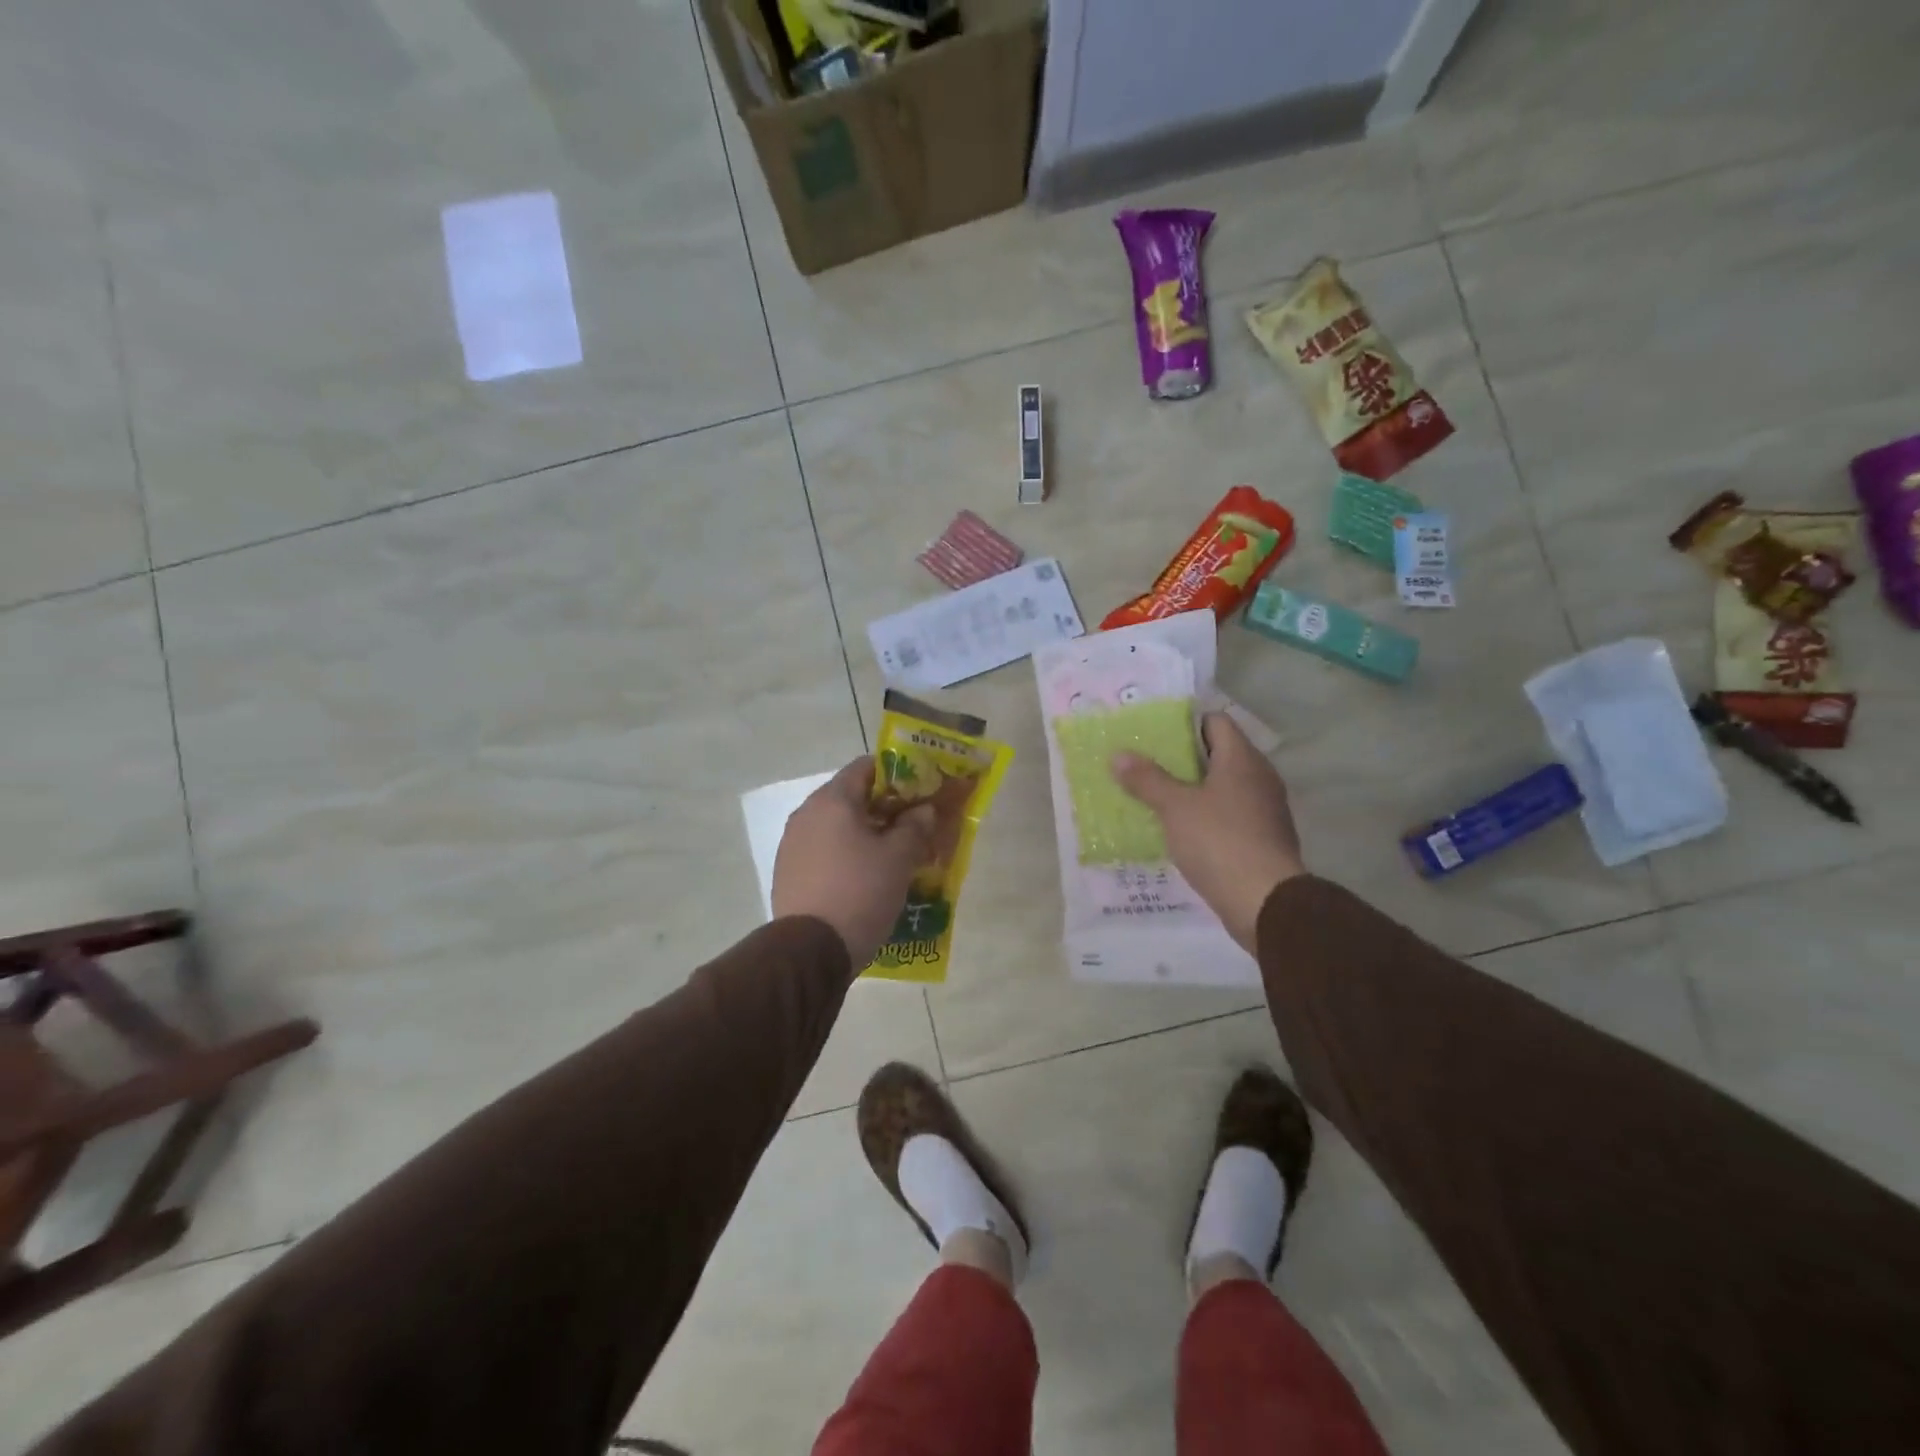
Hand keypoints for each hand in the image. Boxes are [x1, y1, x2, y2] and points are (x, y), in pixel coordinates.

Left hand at [772, 758, 937, 966]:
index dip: (897, 774)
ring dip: (864, 834)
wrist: (810, 952)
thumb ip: (915, 826)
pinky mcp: (788, 872)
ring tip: (892, 856)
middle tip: (912, 826)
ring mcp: (792, 844)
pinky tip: (865, 878)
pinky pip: (823, 851)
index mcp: (832, 800)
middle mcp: (806, 814)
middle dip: (883, 808)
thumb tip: (923, 810)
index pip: (866, 767)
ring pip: (836, 826)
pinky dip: (845, 855)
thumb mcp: (899, 859)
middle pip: (850, 797)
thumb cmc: (860, 892)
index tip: (919, 792)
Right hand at [1111, 713, 1304, 951]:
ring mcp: (1264, 809)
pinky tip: (1180, 828)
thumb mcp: (1174, 807)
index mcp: (1242, 759)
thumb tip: (1119, 755)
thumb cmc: (1219, 841)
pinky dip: (1206, 815)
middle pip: (1218, 754)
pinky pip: (1229, 814)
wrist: (1265, 902)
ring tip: (1156, 795)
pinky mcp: (1262, 838)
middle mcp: (1259, 777)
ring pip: (1223, 786)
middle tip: (1145, 763)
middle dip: (1182, 758)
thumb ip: (1147, 779)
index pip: (1215, 721)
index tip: (1153, 733)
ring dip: (1192, 789)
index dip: (1185, 723)